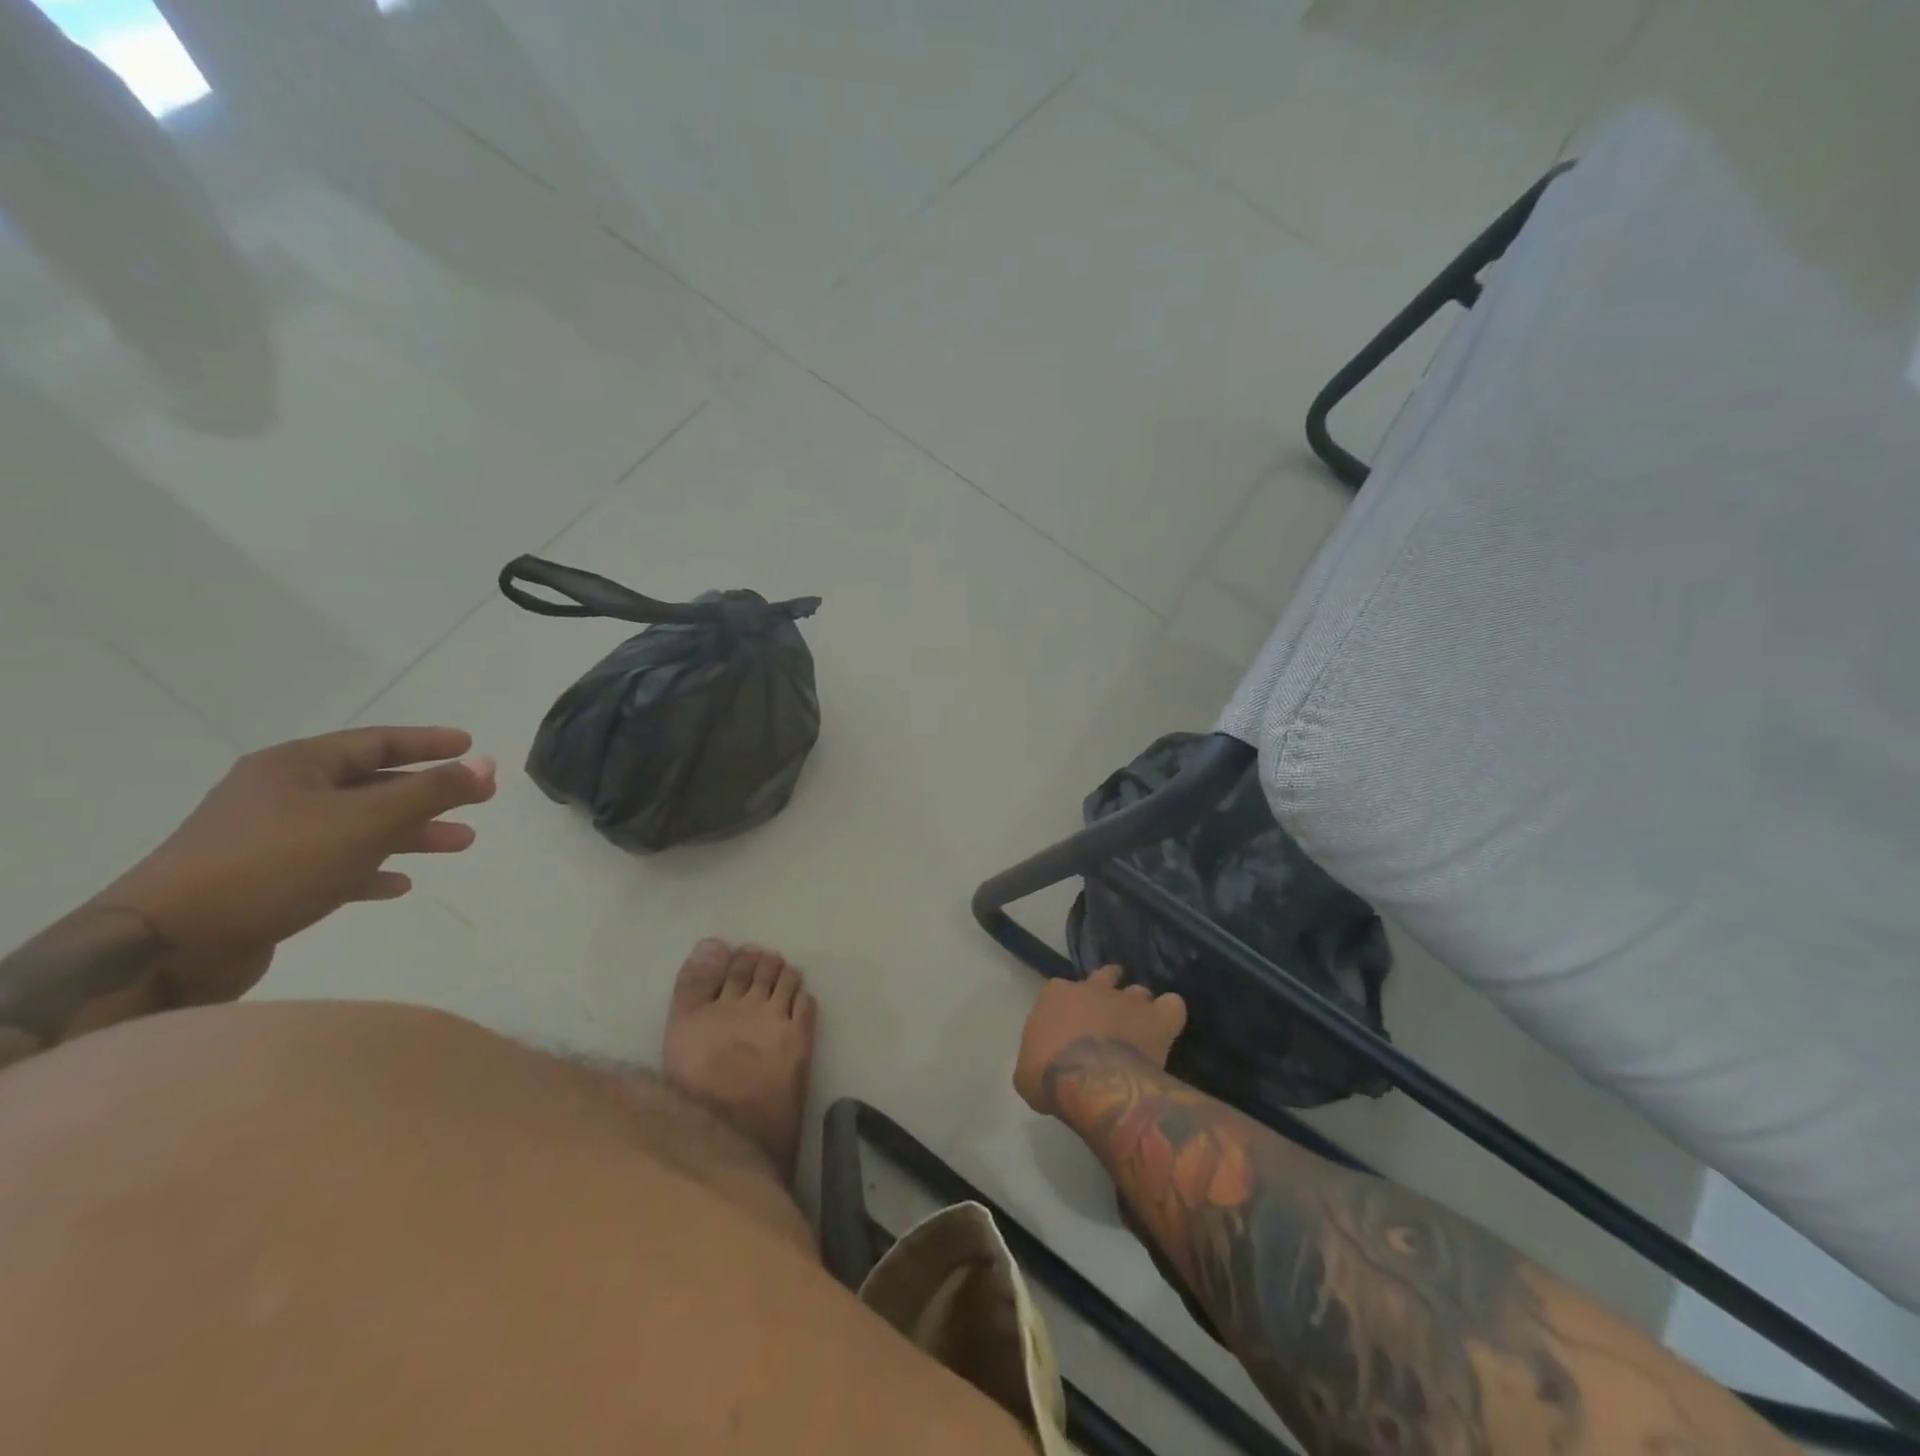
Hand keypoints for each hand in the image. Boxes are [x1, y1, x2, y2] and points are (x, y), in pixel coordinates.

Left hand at [97, 727, 495, 1004]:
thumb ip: (433, 791)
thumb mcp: (367, 820)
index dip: (428, 743)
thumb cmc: (276, 863)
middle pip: (373, 785)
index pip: (377, 742)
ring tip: (459, 843)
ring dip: (412, 834)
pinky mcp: (267, 882)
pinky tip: (399, 885)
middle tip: (480, 800)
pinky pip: (335, 866)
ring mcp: (271, 839)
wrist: (170, 943)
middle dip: (431, 794)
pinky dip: (372, 870)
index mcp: (296, 766)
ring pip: (360, 827)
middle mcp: (282, 795)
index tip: (470, 746)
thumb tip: (487, 762)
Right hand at [1014, 965, 1186, 1115]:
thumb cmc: (1049, 1075)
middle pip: (1104, 975)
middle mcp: (1092, 988)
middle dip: (1109, 989)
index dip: (1067, 1007)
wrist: (1090, 1081)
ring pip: (1138, 990)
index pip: (1060, 990)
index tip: (1069, 1026)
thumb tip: (1045, 1064)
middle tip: (1111, 1015)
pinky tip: (1168, 1028)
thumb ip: (1037, 1056)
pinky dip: (1170, 1014)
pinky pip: (1172, 1006)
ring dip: (1139, 1006)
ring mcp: (1127, 999)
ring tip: (1141, 1027)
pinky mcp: (1158, 1018)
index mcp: (1055, 995)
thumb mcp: (1025, 1071)